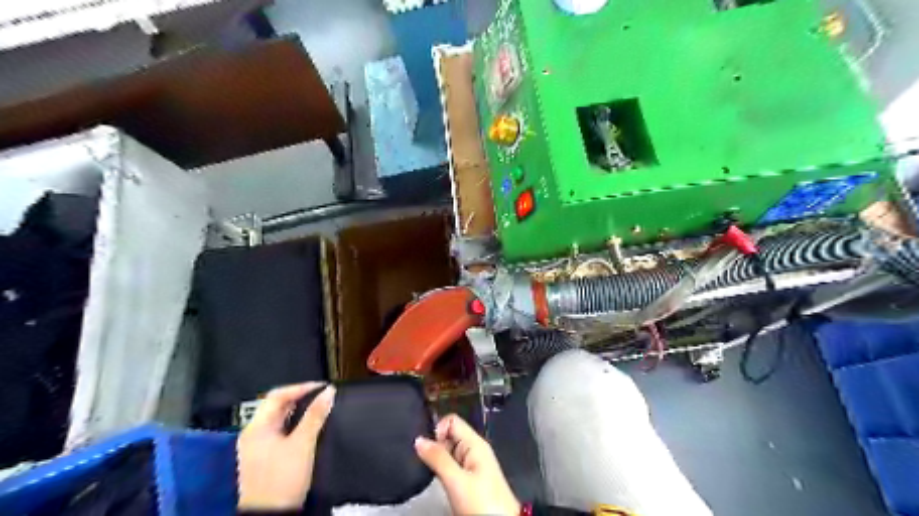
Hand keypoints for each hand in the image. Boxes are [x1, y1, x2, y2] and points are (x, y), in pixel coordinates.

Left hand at [236, 380, 336, 509]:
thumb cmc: (282, 480)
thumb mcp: (303, 444)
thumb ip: (315, 416)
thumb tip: (328, 392)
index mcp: (257, 427)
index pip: (278, 395)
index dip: (301, 387)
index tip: (322, 387)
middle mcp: (253, 434)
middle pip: (276, 406)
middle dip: (300, 398)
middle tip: (321, 396)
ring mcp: (256, 447)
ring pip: (279, 419)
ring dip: (298, 411)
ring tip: (318, 408)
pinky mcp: (263, 458)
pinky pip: (279, 432)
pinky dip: (294, 425)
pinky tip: (308, 428)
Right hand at [415, 416, 519, 515]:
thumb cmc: (483, 503)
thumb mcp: (457, 480)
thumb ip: (438, 458)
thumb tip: (419, 439)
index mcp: (475, 443)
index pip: (452, 421)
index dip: (437, 429)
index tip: (427, 448)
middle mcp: (474, 450)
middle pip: (449, 435)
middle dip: (435, 445)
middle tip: (426, 462)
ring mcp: (472, 465)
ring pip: (449, 451)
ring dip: (438, 458)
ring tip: (431, 472)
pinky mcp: (469, 479)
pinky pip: (451, 465)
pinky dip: (442, 469)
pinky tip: (438, 480)